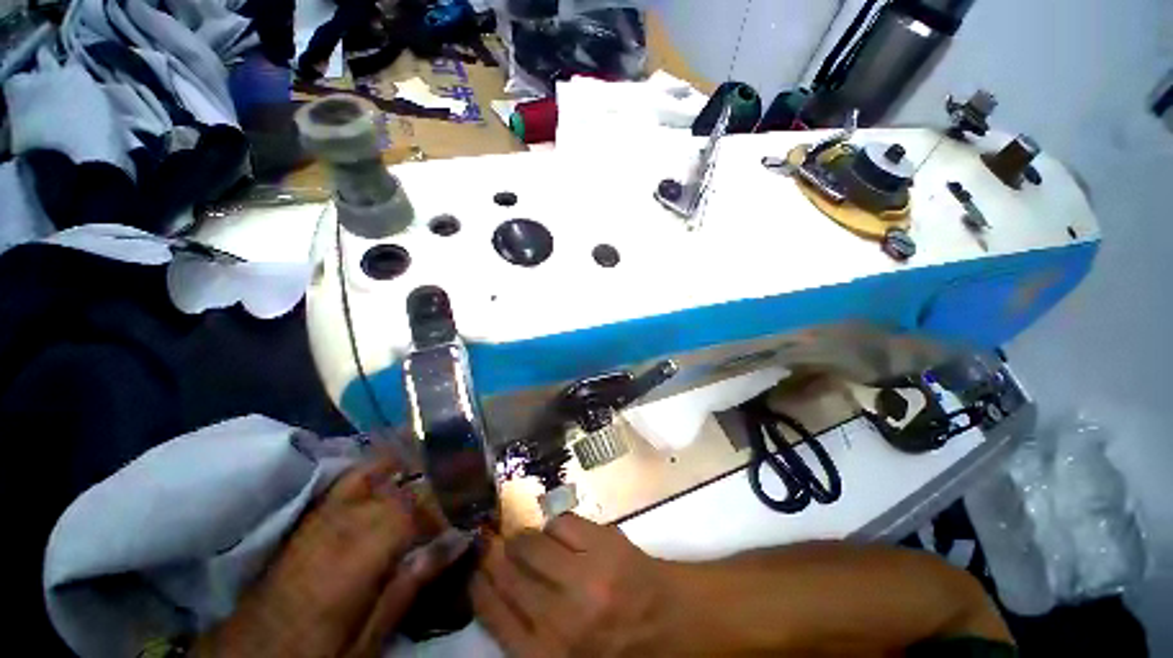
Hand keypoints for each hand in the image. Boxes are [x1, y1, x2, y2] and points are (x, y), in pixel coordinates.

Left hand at [194, 456, 469, 657]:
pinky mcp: (313, 514)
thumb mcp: (369, 636)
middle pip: (403, 486)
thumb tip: (459, 540)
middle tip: (455, 498)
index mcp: (362, 551)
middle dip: (434, 488)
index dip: (448, 507)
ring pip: (378, 470)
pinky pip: (351, 478)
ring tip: (431, 474)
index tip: (466, 516)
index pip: (419, 508)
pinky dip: (378, 469)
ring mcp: (325, 512)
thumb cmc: (317, 651)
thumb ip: (412, 582)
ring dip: (409, 470)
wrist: (252, 653)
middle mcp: (346, 520)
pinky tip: (393, 473)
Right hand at [471, 513, 675, 657]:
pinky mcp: (604, 544)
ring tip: (526, 538)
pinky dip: (555, 525)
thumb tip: (494, 588)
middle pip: (507, 574)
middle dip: (491, 553)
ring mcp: (584, 577)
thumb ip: (528, 631)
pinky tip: (561, 534)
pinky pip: (561, 522)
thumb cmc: (614, 644)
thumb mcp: (565, 656)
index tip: (471, 567)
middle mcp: (561, 619)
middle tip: (486, 540)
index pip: (493, 615)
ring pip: (531, 543)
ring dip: (523, 537)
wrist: (670, 620)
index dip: (477, 584)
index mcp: (548, 657)